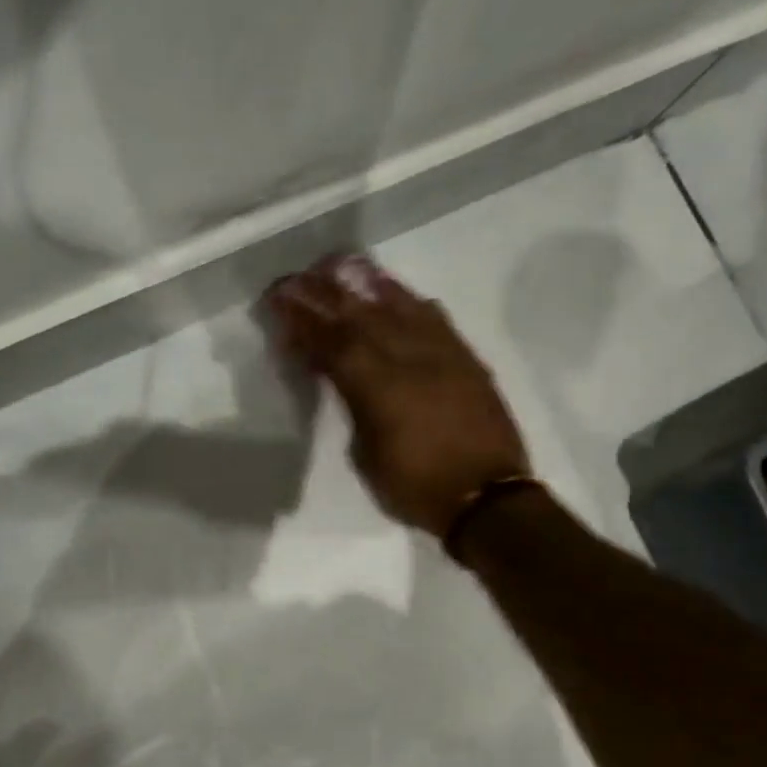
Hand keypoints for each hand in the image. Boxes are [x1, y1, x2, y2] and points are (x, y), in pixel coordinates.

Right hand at [267, 253, 529, 537]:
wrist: (487, 498)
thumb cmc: (416, 487)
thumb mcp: (367, 454)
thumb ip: (352, 406)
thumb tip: (340, 378)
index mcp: (378, 388)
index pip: (332, 343)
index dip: (303, 319)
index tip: (279, 299)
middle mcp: (410, 360)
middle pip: (362, 316)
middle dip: (326, 294)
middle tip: (299, 276)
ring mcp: (443, 355)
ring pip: (400, 308)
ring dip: (368, 285)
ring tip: (343, 268)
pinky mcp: (468, 360)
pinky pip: (436, 320)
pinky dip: (411, 302)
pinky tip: (397, 293)